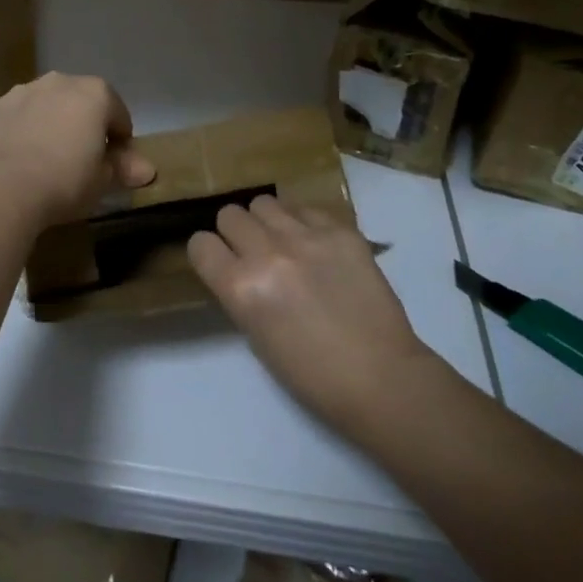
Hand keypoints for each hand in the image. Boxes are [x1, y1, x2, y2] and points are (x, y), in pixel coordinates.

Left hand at [0, 73, 155, 228]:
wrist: (3, 190)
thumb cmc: (65, 181)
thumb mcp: (103, 180)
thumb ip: (124, 168)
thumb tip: (147, 169)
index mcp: (95, 93)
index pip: (118, 114)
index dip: (120, 140)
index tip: (114, 163)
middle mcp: (60, 81)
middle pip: (82, 102)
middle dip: (85, 124)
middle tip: (82, 158)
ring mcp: (24, 90)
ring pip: (47, 103)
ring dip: (53, 121)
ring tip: (48, 157)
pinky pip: (19, 115)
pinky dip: (23, 128)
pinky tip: (20, 156)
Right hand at [188, 195, 436, 437]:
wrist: (382, 378)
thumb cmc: (313, 375)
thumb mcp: (257, 337)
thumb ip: (241, 292)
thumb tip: (238, 266)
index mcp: (241, 288)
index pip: (200, 244)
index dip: (208, 253)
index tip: (219, 262)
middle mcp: (268, 253)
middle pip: (229, 214)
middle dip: (235, 232)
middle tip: (253, 252)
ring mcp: (306, 237)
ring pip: (264, 203)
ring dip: (267, 222)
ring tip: (284, 243)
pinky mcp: (340, 230)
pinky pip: (306, 209)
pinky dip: (304, 224)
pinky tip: (318, 248)